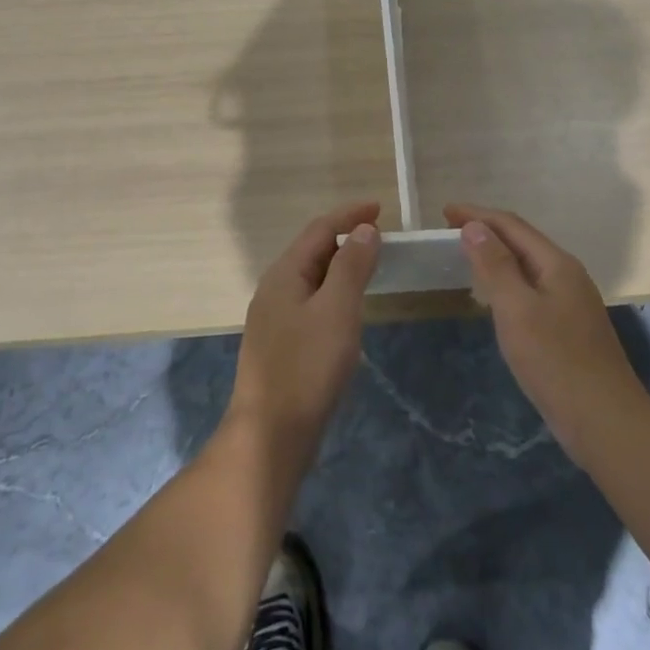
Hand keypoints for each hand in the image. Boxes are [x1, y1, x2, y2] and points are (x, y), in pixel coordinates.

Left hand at [227, 202, 379, 469]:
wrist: (269, 439)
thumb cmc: (307, 368)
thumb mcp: (337, 310)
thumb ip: (352, 265)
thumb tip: (364, 229)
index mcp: (284, 274)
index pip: (320, 229)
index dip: (350, 215)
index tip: (380, 209)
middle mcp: (274, 290)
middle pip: (312, 251)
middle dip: (345, 239)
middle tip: (380, 240)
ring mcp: (273, 320)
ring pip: (311, 279)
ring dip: (340, 268)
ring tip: (369, 270)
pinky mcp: (280, 347)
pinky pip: (310, 304)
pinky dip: (333, 295)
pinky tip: (347, 315)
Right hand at [444, 204, 649, 469]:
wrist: (607, 424)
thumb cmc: (557, 363)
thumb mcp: (517, 310)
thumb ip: (495, 266)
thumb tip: (474, 226)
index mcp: (556, 264)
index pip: (511, 225)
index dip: (477, 215)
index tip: (444, 212)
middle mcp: (567, 274)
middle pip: (521, 240)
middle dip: (486, 231)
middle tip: (450, 231)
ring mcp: (572, 302)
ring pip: (528, 265)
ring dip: (497, 255)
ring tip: (467, 256)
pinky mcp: (570, 327)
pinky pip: (532, 288)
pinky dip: (508, 280)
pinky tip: (496, 298)